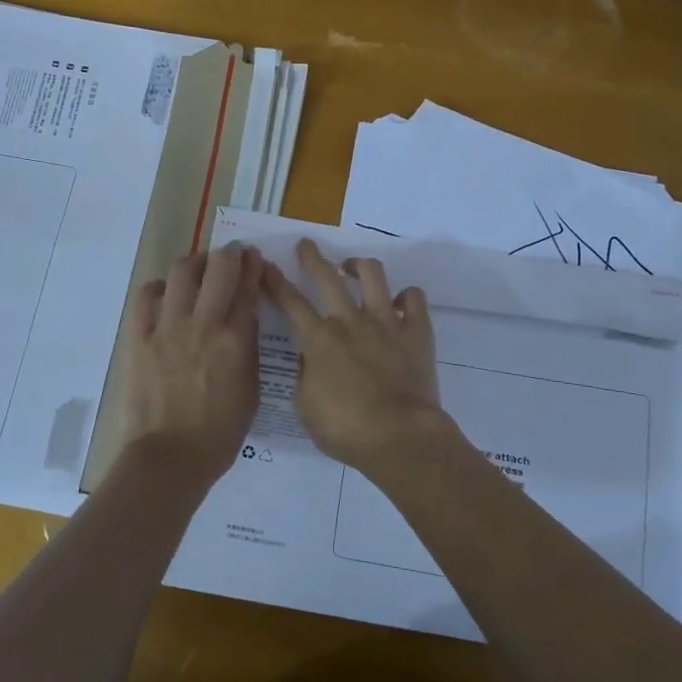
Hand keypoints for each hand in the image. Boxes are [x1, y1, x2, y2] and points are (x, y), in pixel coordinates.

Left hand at [120, 244, 262, 485]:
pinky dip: (158, 287)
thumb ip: (249, 349)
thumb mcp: (252, 391)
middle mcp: (203, 324)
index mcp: (236, 340)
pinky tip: (165, 293)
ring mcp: (167, 328)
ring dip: (195, 263)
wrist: (170, 458)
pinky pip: (145, 297)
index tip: (255, 259)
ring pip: (181, 272)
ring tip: (199, 269)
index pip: (248, 287)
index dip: (253, 266)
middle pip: (219, 268)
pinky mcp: (139, 338)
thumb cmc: (219, 433)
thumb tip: (244, 320)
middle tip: (232, 256)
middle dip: (229, 254)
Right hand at [260, 239, 447, 472]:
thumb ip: (304, 376)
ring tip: (353, 267)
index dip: (275, 282)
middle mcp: (350, 321)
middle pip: (327, 277)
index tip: (265, 265)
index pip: (290, 302)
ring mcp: (386, 322)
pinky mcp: (416, 331)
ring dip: (359, 265)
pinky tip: (400, 302)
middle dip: (312, 257)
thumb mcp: (306, 407)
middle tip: (306, 245)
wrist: (400, 437)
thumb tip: (309, 358)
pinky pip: (414, 297)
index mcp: (318, 340)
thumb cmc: (346, 429)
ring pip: (373, 274)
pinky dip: (406, 296)